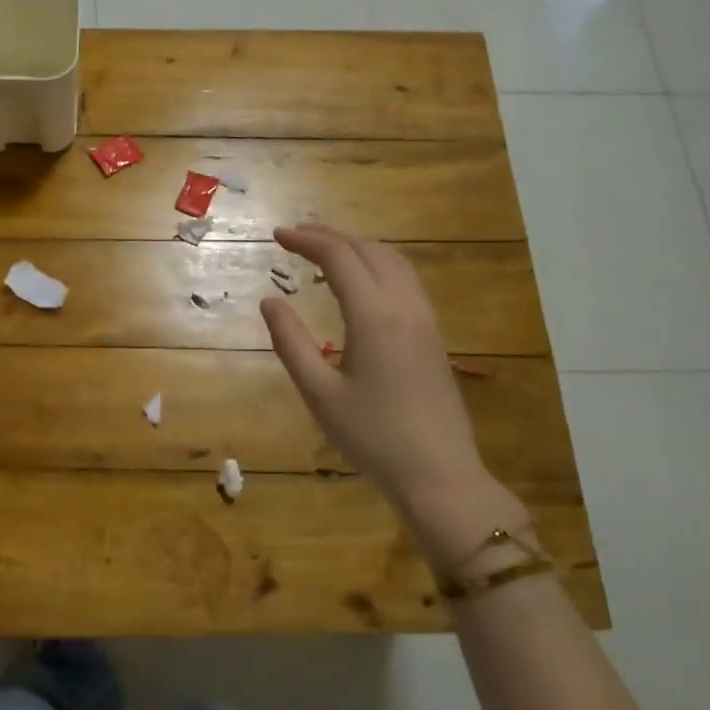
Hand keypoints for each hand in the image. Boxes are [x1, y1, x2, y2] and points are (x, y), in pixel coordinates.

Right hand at [260, 223, 528, 569]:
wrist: (439, 474)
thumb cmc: (372, 437)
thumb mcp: (319, 393)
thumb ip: (291, 343)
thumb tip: (270, 302)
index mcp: (374, 316)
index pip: (339, 257)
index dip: (307, 240)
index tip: (277, 235)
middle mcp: (405, 306)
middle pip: (369, 250)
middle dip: (331, 236)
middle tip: (296, 236)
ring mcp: (425, 320)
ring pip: (394, 261)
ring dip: (358, 247)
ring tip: (326, 249)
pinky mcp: (433, 336)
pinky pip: (406, 280)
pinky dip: (377, 265)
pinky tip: (361, 281)